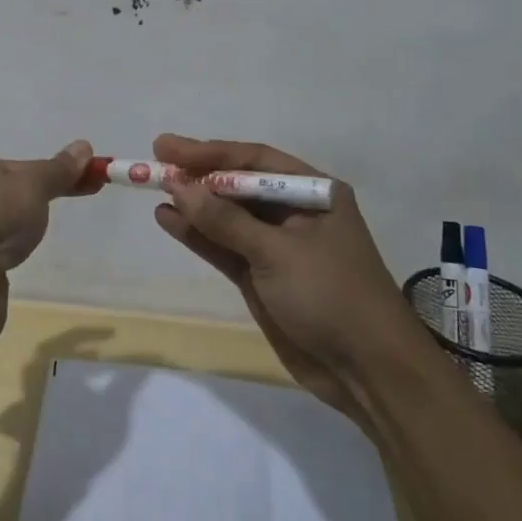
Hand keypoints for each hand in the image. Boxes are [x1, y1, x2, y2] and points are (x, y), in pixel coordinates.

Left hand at [0, 140, 93, 343]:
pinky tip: (8, 273)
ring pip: (1, 233)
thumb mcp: (33, 185)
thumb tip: (84, 145)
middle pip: (10, 198)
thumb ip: (59, 170)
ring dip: (16, 240)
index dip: (54, 173)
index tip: (88, 183)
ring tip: (26, 248)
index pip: (20, 166)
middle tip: (61, 215)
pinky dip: (5, 270)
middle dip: (34, 207)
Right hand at [152, 134, 409, 416]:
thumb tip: (178, 186)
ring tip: (153, 189)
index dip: (209, 153)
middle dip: (198, 175)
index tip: (167, 149)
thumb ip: (225, 220)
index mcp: (314, 192)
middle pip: (239, 184)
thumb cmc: (330, 294)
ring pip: (228, 216)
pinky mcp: (263, 277)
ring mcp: (278, 246)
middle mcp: (295, 212)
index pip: (254, 160)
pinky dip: (198, 235)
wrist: (368, 371)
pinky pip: (225, 247)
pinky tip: (168, 220)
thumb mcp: (276, 252)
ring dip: (193, 204)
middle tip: (155, 161)